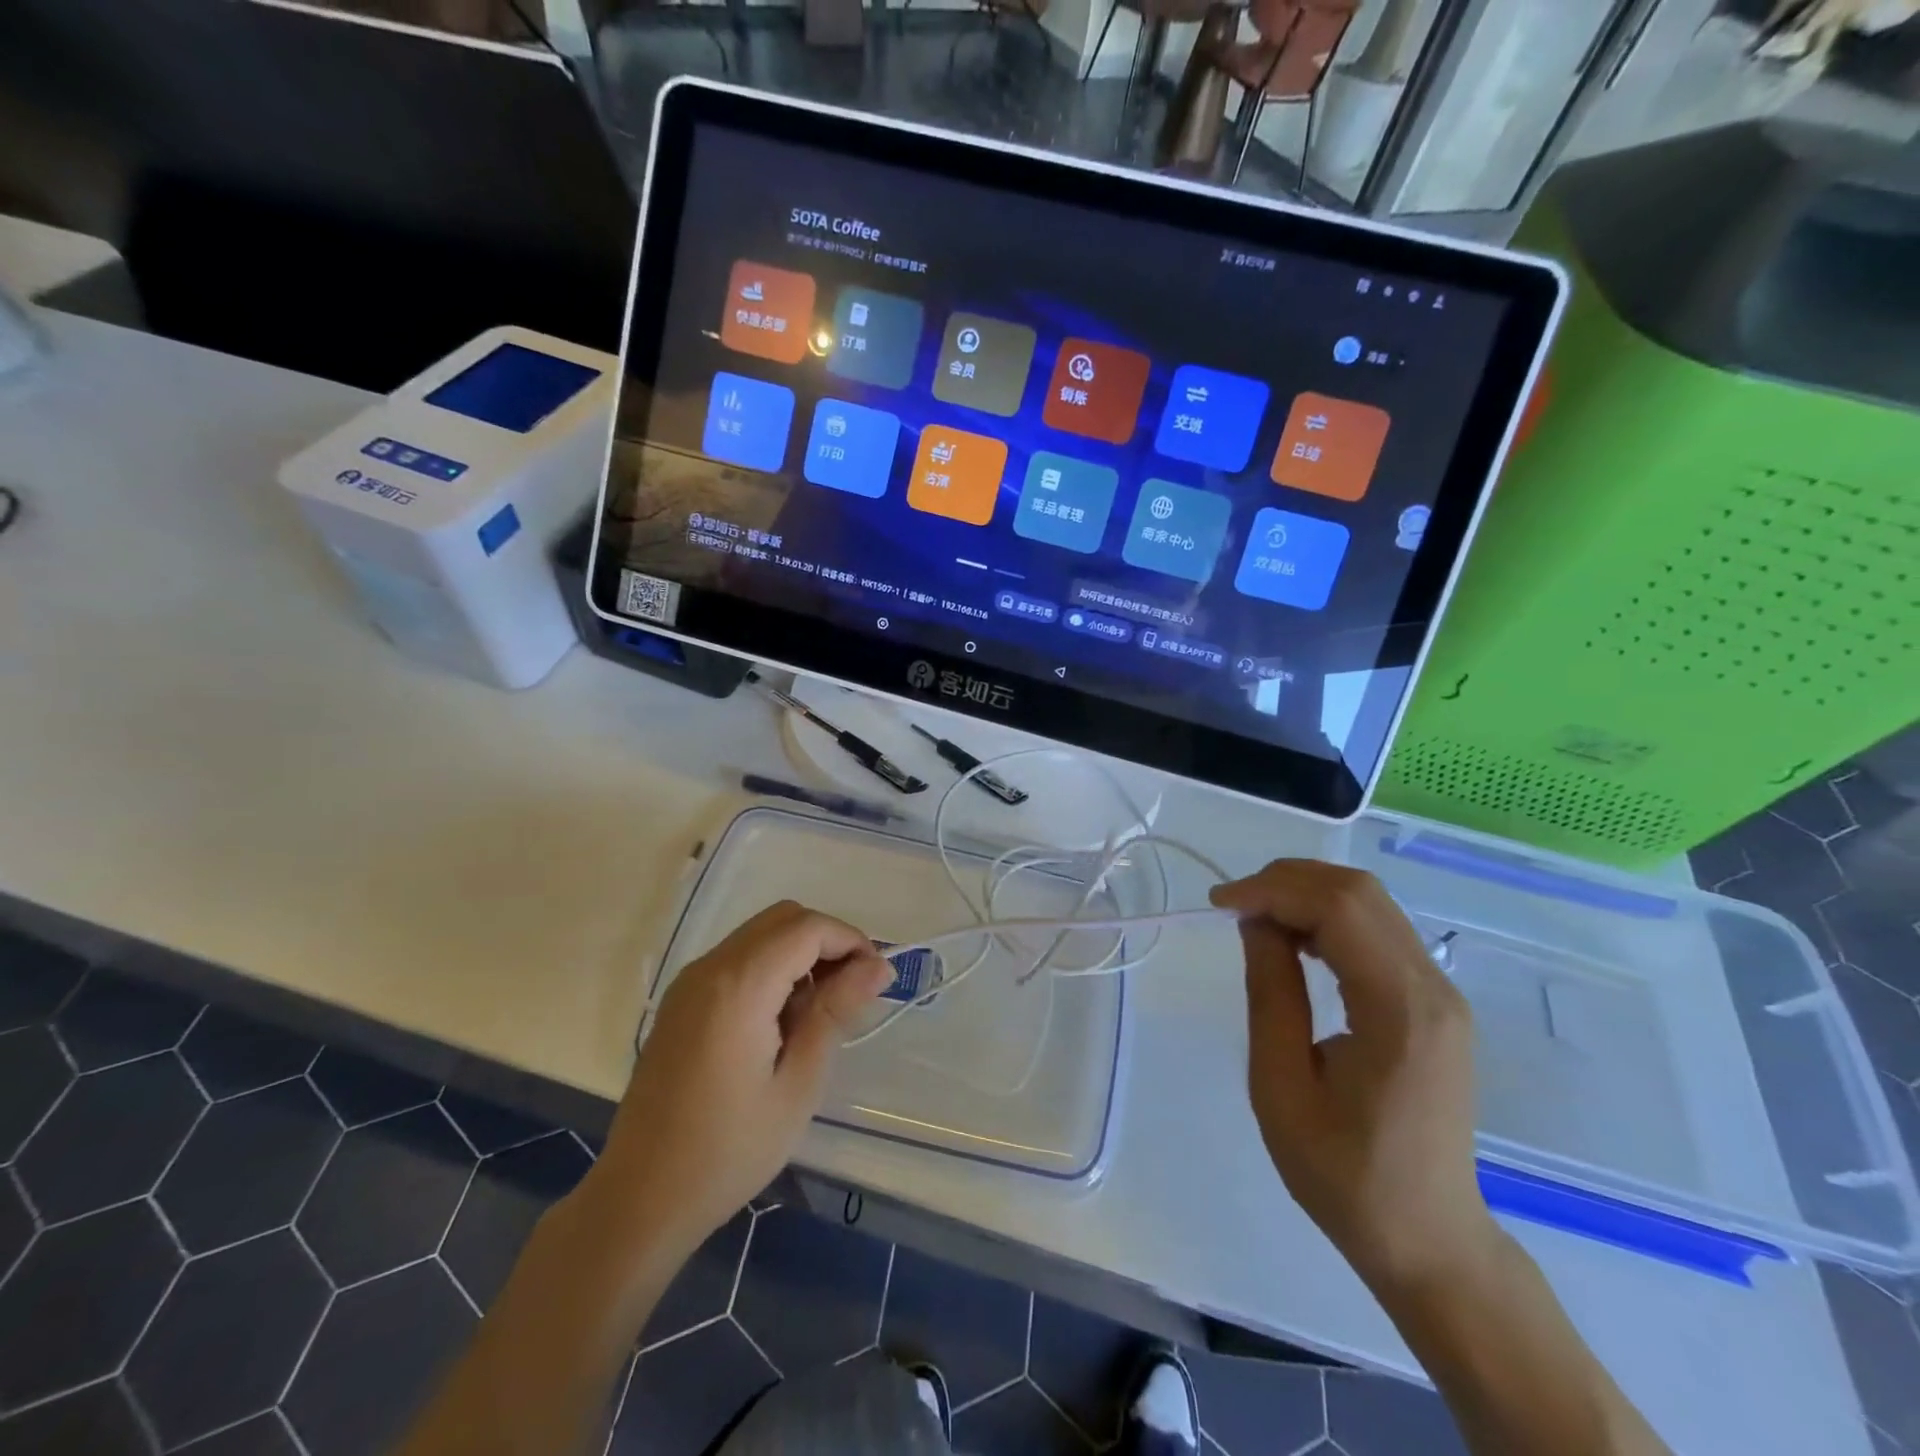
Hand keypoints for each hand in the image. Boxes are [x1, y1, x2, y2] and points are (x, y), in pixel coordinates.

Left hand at [584, 901, 892, 1265]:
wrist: (640, 1198)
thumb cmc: (728, 1150)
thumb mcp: (798, 1084)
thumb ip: (835, 1011)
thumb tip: (877, 966)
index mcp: (739, 985)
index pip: (808, 928)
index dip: (851, 941)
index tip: (877, 981)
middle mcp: (710, 967)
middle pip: (784, 918)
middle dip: (827, 941)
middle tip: (852, 991)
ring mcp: (690, 981)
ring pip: (761, 934)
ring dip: (800, 953)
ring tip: (819, 1011)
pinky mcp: (682, 1000)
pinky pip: (738, 958)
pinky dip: (771, 967)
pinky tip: (782, 1020)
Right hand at [1211, 861, 1497, 1296]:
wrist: (1427, 1238)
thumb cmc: (1343, 1174)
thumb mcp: (1281, 1086)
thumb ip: (1270, 993)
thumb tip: (1255, 921)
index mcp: (1400, 1011)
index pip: (1339, 909)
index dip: (1273, 890)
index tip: (1219, 905)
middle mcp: (1433, 989)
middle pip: (1360, 893)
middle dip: (1288, 882)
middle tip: (1235, 907)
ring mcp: (1442, 994)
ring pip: (1371, 904)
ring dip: (1307, 896)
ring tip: (1257, 922)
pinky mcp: (1435, 1002)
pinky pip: (1379, 931)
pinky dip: (1330, 919)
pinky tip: (1296, 944)